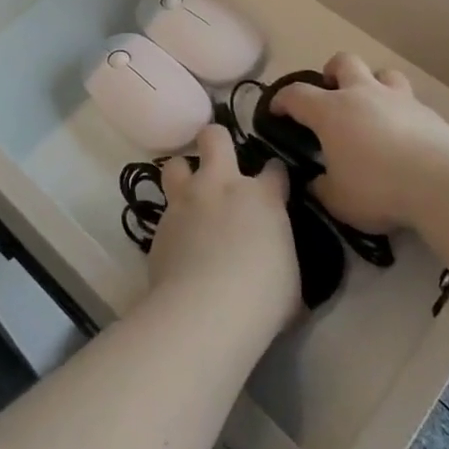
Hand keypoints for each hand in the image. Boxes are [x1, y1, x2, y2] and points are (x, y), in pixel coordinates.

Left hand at [146, 124, 298, 336]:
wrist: (206, 310)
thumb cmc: (262, 296)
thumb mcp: (289, 277)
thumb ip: (279, 253)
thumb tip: (276, 260)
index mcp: (262, 196)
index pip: (274, 169)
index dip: (274, 174)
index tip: (274, 184)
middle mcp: (221, 186)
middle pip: (214, 138)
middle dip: (216, 141)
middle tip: (219, 159)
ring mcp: (186, 201)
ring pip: (175, 164)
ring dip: (182, 174)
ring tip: (188, 194)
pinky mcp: (159, 225)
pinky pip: (164, 211)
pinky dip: (172, 221)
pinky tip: (177, 242)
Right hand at [270, 53, 448, 233]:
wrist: (440, 182)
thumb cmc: (378, 188)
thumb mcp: (338, 200)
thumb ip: (323, 189)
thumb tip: (317, 182)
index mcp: (331, 112)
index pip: (297, 95)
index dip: (282, 100)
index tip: (275, 110)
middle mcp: (362, 94)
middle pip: (343, 62)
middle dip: (333, 72)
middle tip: (331, 94)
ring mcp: (398, 99)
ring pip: (383, 73)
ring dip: (374, 84)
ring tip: (373, 108)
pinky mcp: (428, 112)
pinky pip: (410, 102)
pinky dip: (402, 113)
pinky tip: (406, 136)